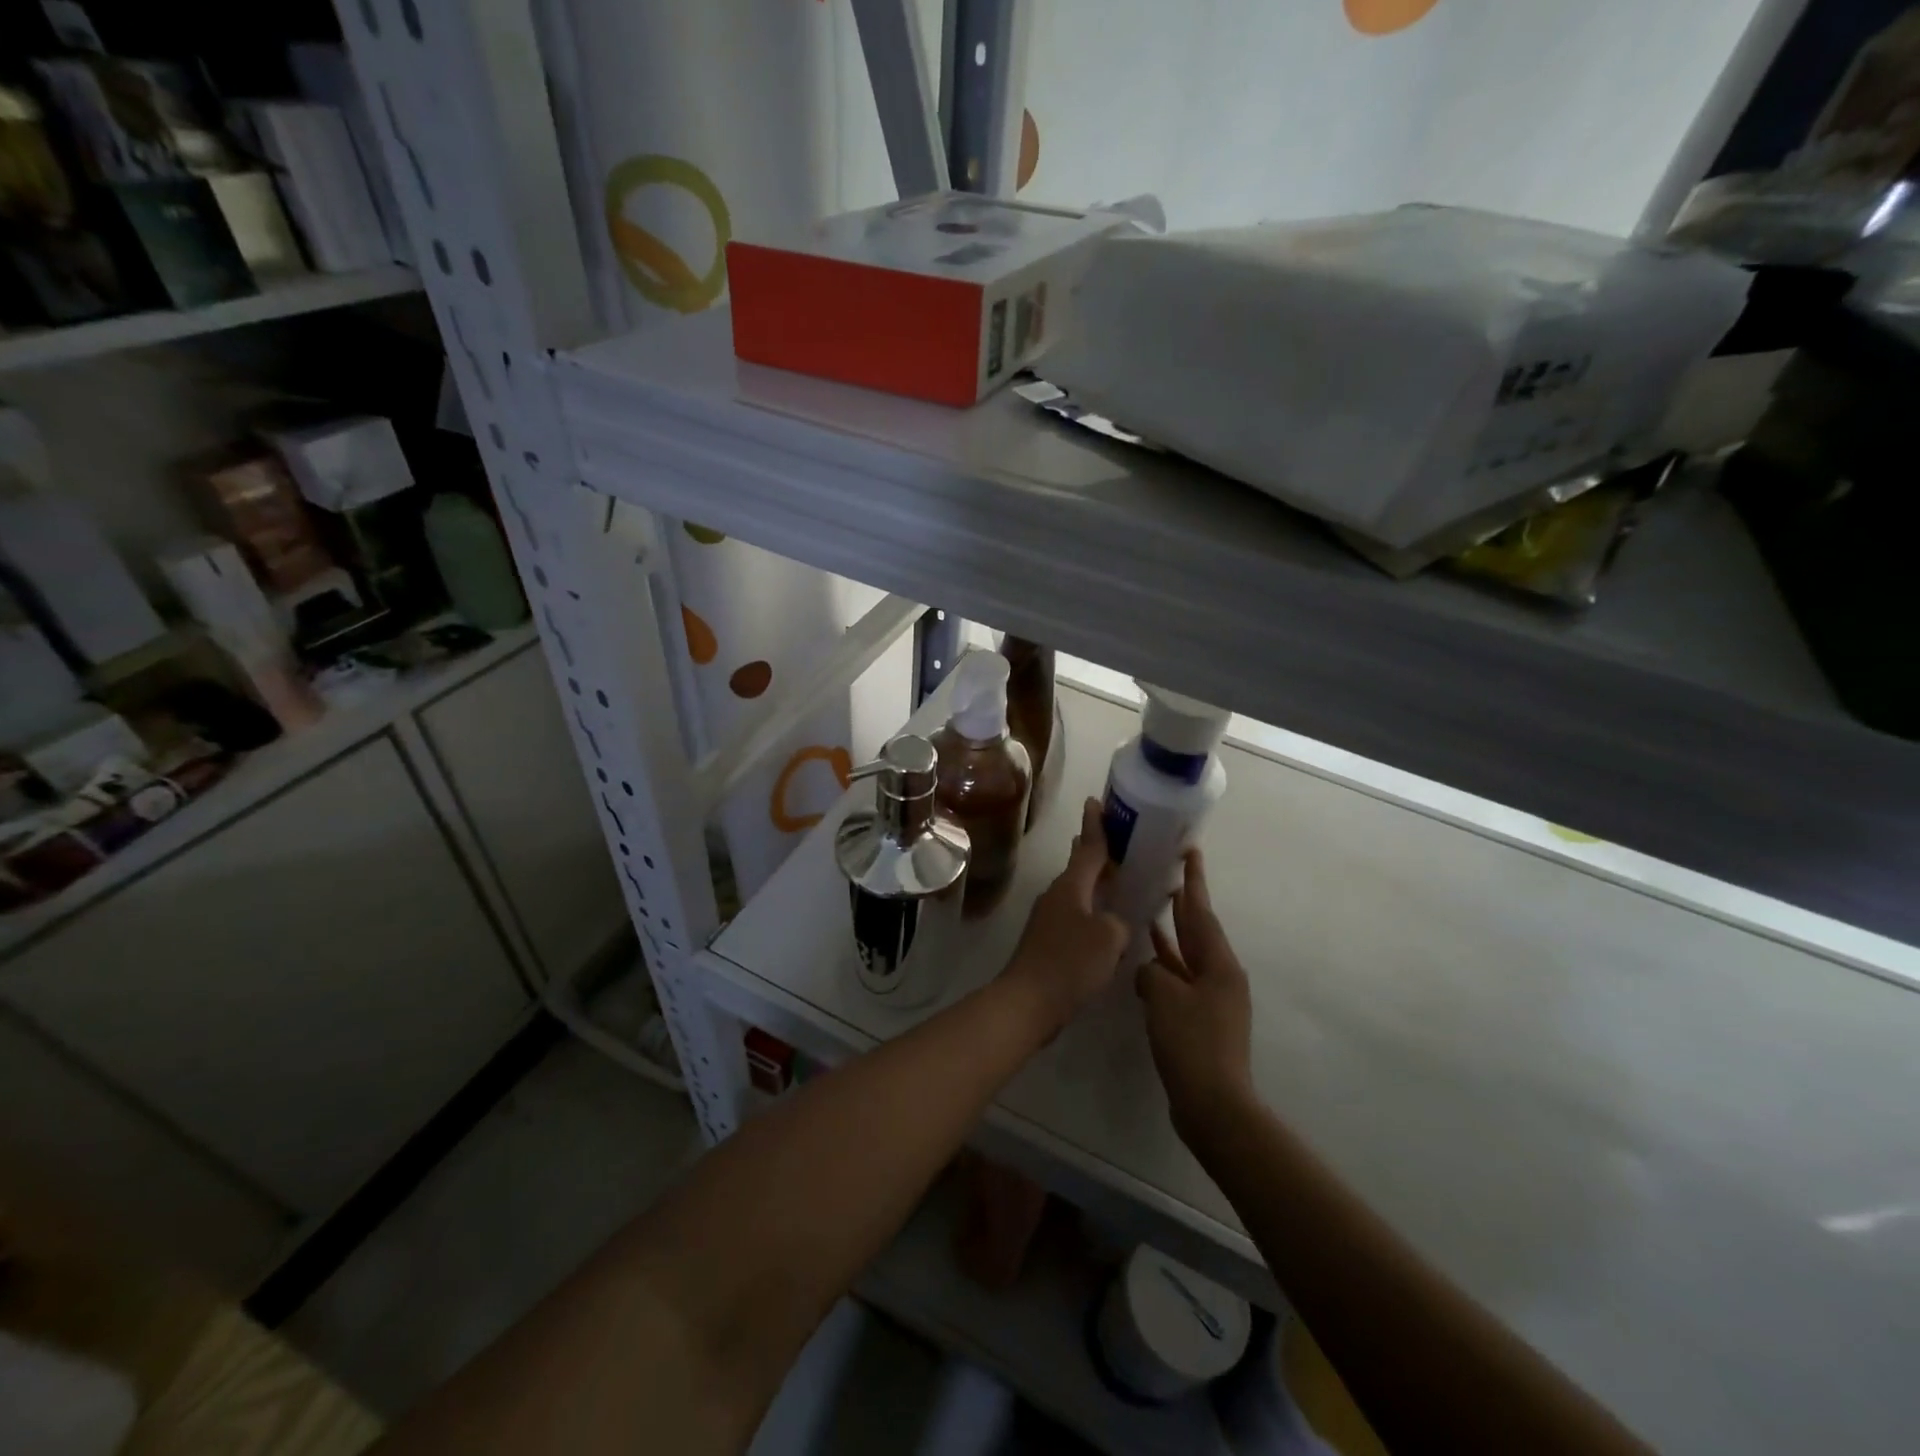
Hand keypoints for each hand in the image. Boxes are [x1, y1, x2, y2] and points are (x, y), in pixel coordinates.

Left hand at [1003, 798, 1128, 1034]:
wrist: (1027, 1002)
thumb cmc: (1069, 963)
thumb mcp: (1108, 938)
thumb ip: (1119, 922)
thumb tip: (1113, 922)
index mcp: (1070, 887)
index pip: (1088, 848)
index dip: (1096, 826)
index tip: (1095, 802)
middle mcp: (1056, 895)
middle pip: (1078, 866)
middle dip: (1094, 851)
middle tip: (1113, 838)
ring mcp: (1048, 918)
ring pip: (1076, 891)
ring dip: (1092, 881)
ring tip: (1111, 875)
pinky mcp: (1046, 941)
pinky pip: (1074, 914)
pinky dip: (1089, 908)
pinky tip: (1102, 921)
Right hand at [1137, 849, 1255, 1141]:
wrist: (1213, 1103)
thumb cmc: (1192, 1042)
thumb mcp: (1164, 997)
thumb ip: (1152, 972)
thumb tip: (1149, 971)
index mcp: (1218, 964)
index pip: (1201, 912)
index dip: (1194, 881)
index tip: (1191, 852)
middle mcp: (1220, 975)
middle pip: (1198, 930)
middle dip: (1184, 903)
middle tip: (1168, 875)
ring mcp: (1212, 999)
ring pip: (1187, 955)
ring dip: (1171, 934)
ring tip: (1152, 909)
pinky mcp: (1200, 1020)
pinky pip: (1180, 980)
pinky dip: (1165, 966)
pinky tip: (1146, 961)